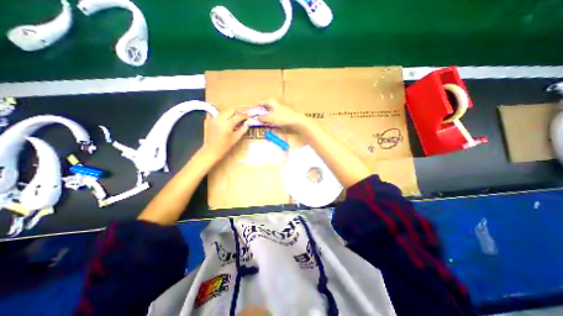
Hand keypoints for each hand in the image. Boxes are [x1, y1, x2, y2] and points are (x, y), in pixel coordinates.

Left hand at [202, 109, 246, 160]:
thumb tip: (248, 122)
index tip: (249, 116)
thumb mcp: (236, 138)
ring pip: (226, 111)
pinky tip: (229, 121)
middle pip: (231, 110)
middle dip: (238, 112)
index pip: (238, 116)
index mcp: (228, 124)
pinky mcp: (212, 120)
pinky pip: (221, 114)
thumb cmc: (225, 146)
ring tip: (236, 119)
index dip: (244, 116)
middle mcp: (221, 119)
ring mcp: (215, 118)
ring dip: (232, 113)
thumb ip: (243, 129)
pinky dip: (226, 115)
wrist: (211, 149)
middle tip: (243, 117)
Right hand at [257, 98, 307, 129]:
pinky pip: (280, 112)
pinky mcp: (288, 111)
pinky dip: (276, 114)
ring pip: (275, 108)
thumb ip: (264, 118)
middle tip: (262, 112)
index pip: (265, 101)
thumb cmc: (283, 118)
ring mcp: (284, 107)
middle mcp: (278, 103)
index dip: (261, 104)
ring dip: (271, 111)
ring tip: (268, 116)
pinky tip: (276, 118)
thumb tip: (257, 117)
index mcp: (273, 102)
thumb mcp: (271, 119)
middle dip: (266, 107)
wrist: (296, 120)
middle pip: (270, 104)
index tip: (257, 106)